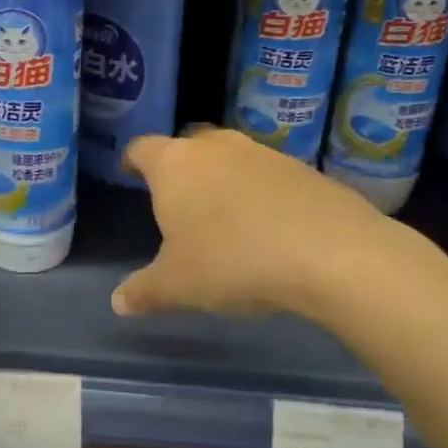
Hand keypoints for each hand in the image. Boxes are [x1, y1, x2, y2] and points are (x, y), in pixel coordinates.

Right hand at [112, 127, 395, 320]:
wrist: (329, 251)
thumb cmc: (231, 260)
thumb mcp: (178, 286)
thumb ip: (144, 290)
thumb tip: (118, 302)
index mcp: (174, 165)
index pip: (142, 148)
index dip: (133, 160)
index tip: (129, 171)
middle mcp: (215, 147)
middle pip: (188, 145)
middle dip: (180, 168)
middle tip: (177, 198)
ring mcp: (262, 153)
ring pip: (230, 158)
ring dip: (222, 179)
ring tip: (223, 215)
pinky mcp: (302, 169)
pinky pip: (267, 176)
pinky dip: (260, 193)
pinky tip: (267, 226)